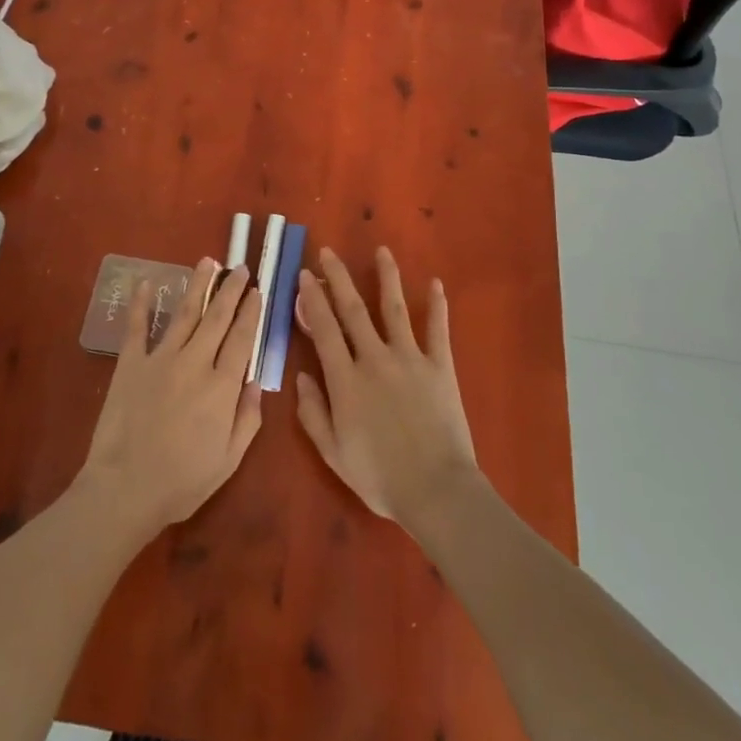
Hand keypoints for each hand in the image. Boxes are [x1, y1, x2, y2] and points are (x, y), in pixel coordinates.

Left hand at [76, 260, 263, 538]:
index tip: (258, 291)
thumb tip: (257, 382)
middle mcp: (195, 363)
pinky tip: (146, 283)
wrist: (125, 489)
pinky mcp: (131, 364)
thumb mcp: (229, 460)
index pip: (243, 339)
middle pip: (217, 318)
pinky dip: (142, 304)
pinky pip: (137, 327)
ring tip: (207, 261)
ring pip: (184, 313)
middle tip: (240, 267)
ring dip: (198, 285)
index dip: (252, 312)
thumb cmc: (182, 482)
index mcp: (222, 387)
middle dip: (231, 290)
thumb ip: (248, 419)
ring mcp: (161, 359)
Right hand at [294, 247, 478, 532]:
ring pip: (394, 309)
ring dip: (386, 277)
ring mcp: (409, 358)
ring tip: (382, 250)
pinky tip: (436, 283)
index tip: (304, 276)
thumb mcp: (333, 453)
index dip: (312, 300)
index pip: (324, 329)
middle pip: (353, 310)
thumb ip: (313, 413)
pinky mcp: (440, 366)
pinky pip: (438, 330)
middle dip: (338, 278)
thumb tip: (300, 376)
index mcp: (345, 380)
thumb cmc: (380, 477)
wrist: (436, 490)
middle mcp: (374, 358)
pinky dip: (437, 306)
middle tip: (328, 252)